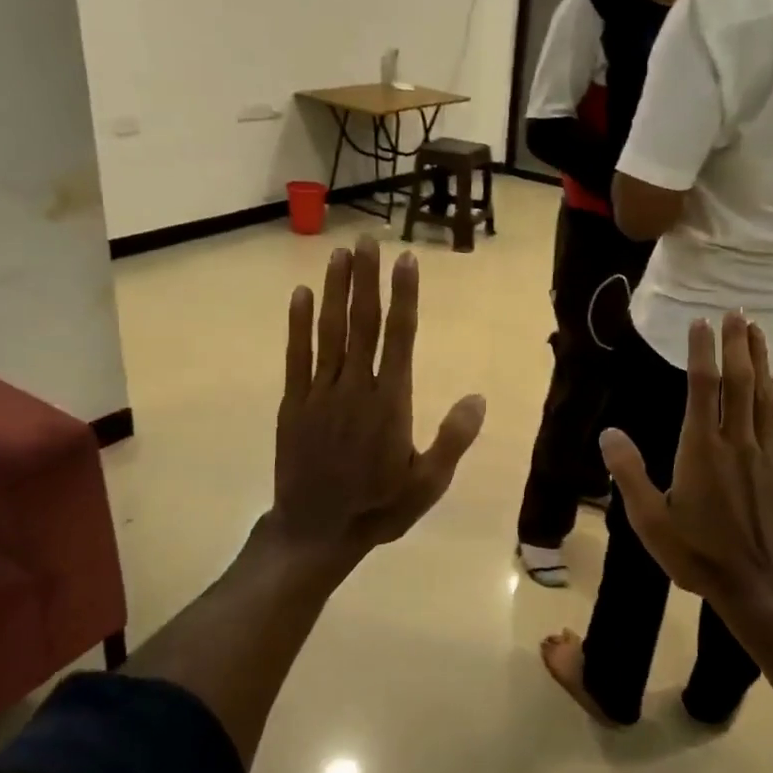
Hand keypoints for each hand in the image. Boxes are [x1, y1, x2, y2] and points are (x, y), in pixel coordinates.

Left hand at [272, 238, 485, 554]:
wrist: (316, 531)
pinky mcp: (294, 404)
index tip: (406, 261)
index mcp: (390, 403)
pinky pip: (296, 356)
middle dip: (367, 280)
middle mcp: (355, 388)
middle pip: (363, 323)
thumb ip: (453, 439)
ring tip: (340, 254)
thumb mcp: (428, 483)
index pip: (399, 337)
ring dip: (335, 290)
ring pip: (329, 332)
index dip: (403, 296)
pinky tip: (301, 295)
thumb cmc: (379, 507)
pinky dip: (298, 325)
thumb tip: (478, 397)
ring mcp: (320, 393)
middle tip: (368, 241)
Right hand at [602, 314, 772, 606]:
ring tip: (759, 331)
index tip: (700, 323)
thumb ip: (628, 474)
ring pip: (765, 399)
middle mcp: (736, 444)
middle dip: (737, 345)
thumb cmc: (698, 555)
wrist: (760, 588)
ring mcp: (766, 457)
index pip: (701, 389)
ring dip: (762, 361)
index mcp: (701, 451)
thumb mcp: (650, 521)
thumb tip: (609, 433)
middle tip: (737, 312)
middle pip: (738, 383)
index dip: (701, 352)